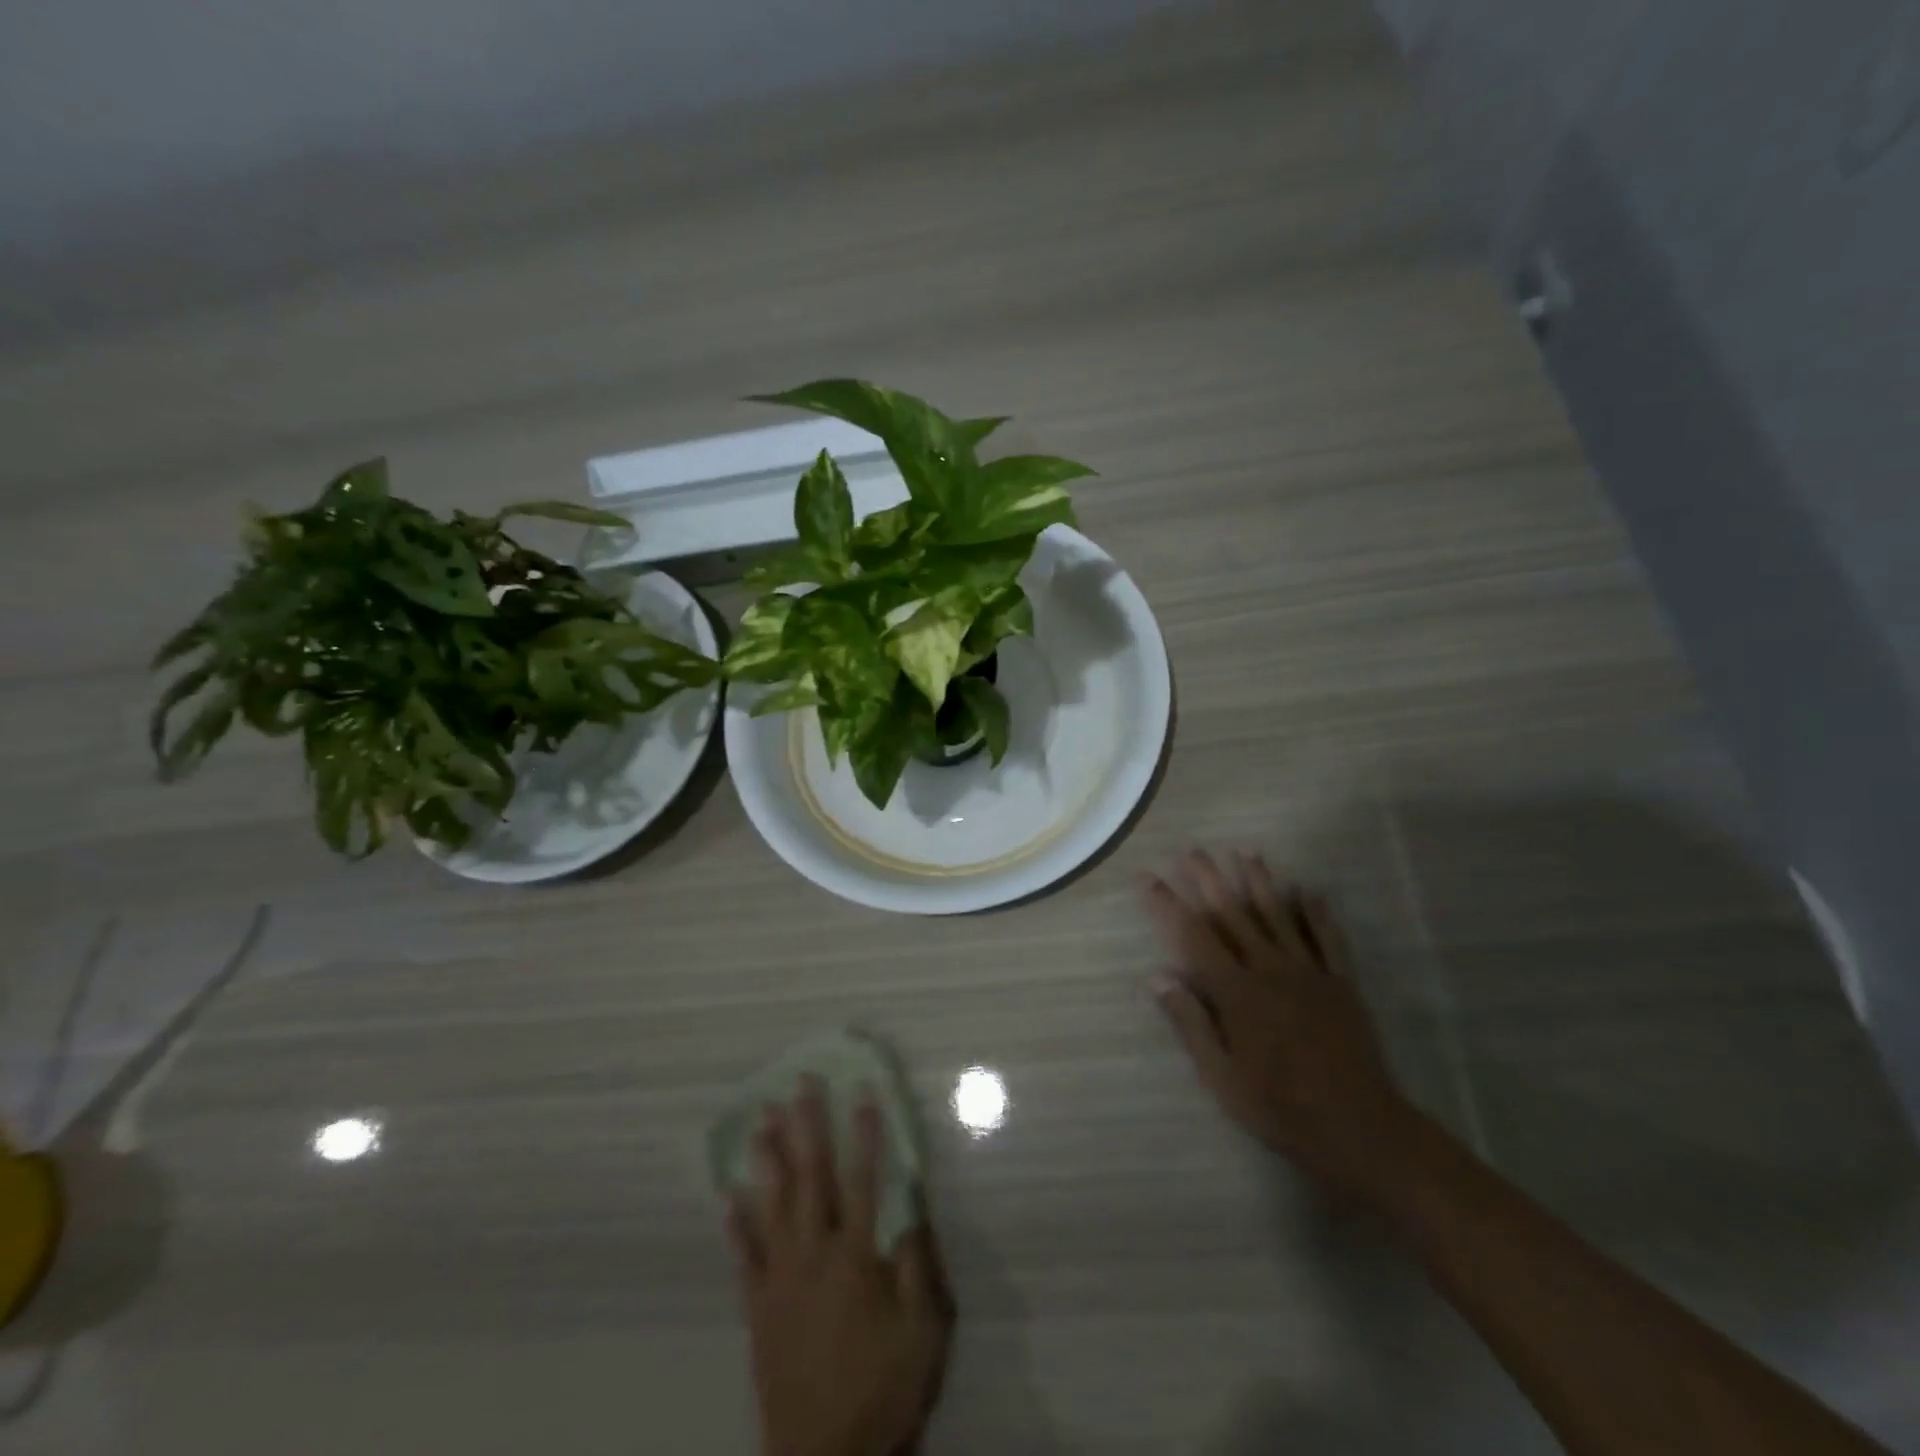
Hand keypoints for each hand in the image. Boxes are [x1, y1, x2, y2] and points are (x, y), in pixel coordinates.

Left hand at [727, 1079, 951, 1455]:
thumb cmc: (882, 1390)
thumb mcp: (924, 1331)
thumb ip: (919, 1264)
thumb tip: (914, 1205)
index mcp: (856, 1256)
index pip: (864, 1179)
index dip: (866, 1134)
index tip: (862, 1092)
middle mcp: (814, 1253)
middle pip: (812, 1177)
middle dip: (808, 1126)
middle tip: (799, 1083)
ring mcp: (780, 1279)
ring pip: (773, 1204)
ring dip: (769, 1158)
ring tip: (761, 1119)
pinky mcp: (758, 1308)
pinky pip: (744, 1257)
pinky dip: (736, 1224)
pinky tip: (728, 1195)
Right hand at [1144, 850, 1420, 1203]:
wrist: (1362, 1129)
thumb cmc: (1281, 1108)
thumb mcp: (1222, 1077)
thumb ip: (1191, 1023)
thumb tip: (1158, 976)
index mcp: (1237, 993)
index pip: (1193, 937)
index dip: (1168, 905)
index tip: (1148, 877)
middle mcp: (1270, 970)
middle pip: (1234, 915)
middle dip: (1210, 880)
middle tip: (1192, 850)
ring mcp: (1310, 973)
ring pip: (1279, 916)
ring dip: (1260, 882)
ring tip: (1246, 852)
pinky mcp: (1341, 983)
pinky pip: (1328, 938)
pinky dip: (1317, 912)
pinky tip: (1308, 890)